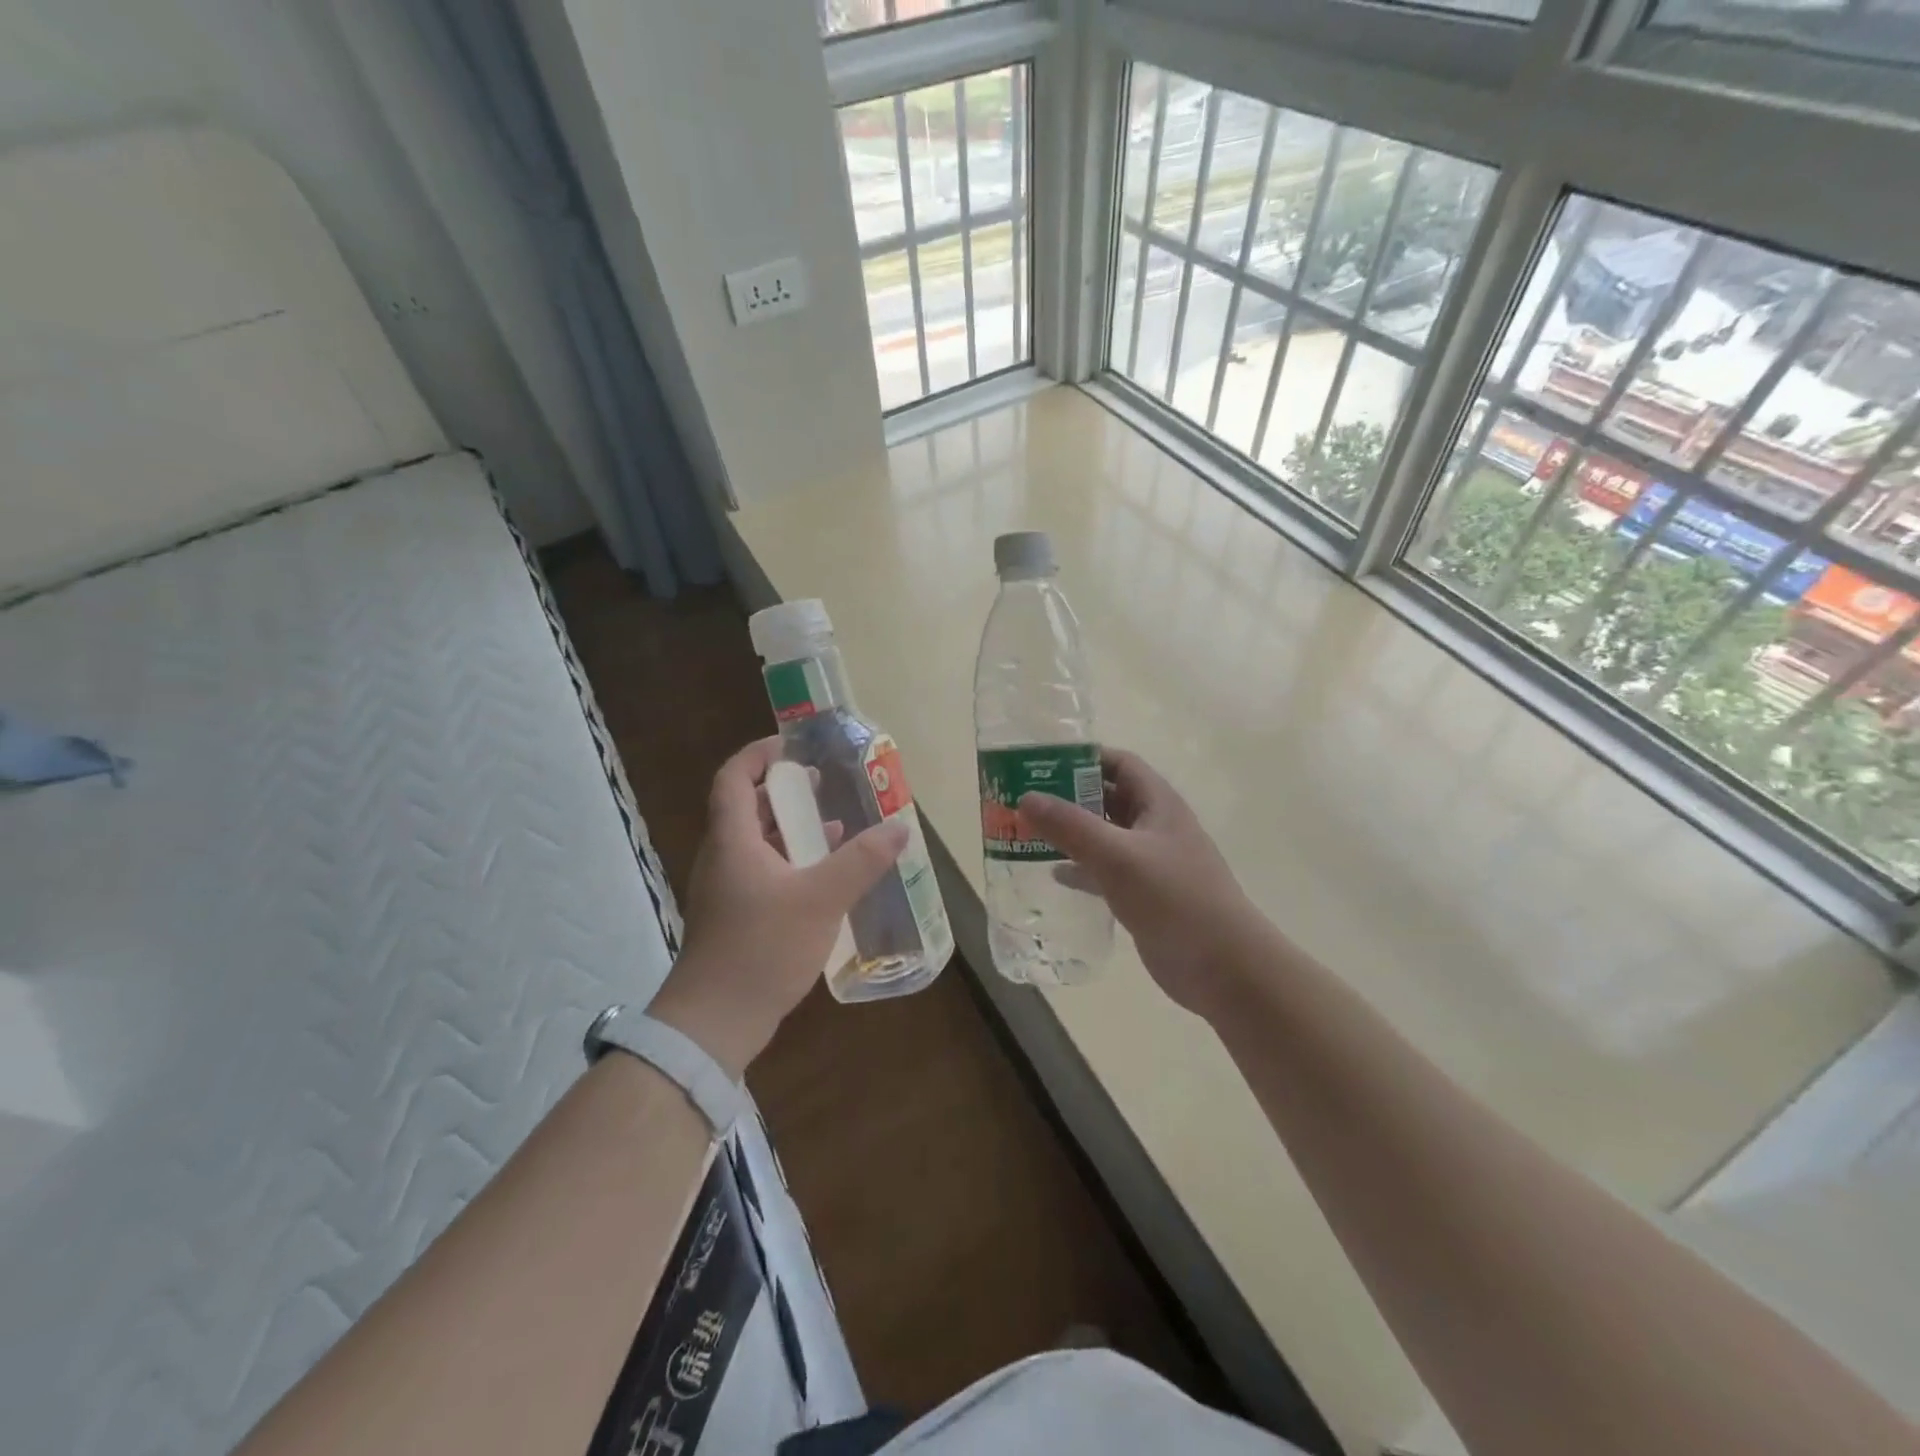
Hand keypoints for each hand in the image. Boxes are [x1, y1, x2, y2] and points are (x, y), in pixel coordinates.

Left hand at [647, 736, 908, 1076]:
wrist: (716, 1021)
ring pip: (758, 842)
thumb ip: (861, 861)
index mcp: (733, 840)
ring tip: (835, 825)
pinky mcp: (736, 916)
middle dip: (784, 790)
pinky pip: (764, 871)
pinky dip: (793, 861)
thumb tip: (899, 827)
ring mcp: (727, 889)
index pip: (733, 778)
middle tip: (822, 783)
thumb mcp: (821, 899)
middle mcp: (724, 857)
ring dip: (791, 828)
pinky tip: (826, 876)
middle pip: (747, 807)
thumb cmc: (762, 947)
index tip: (792, 745)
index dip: (758, 755)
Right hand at [1017, 749, 1260, 1018]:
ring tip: (1028, 833)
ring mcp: (1152, 862)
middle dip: (1068, 796)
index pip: (1119, 764)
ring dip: (1071, 832)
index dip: (1083, 757)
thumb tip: (1026, 798)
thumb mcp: (1118, 857)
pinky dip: (1081, 868)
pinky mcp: (1145, 895)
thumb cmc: (1175, 899)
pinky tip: (1054, 875)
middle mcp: (1155, 826)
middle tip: (1024, 799)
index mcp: (1158, 804)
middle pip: (1108, 798)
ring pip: (1105, 836)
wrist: (1224, 968)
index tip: (1041, 764)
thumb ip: (1071, 826)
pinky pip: (1106, 871)